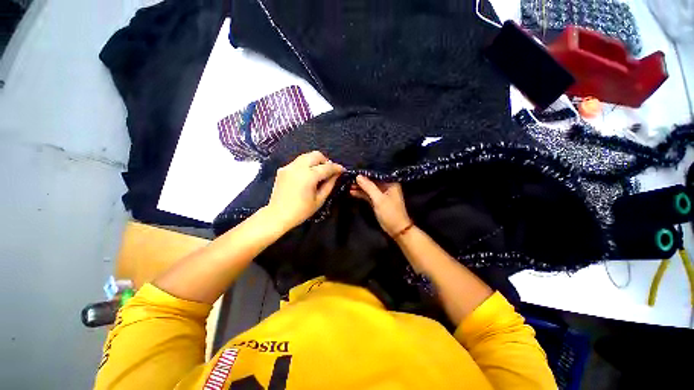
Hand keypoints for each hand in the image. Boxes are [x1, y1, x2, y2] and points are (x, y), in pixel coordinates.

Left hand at [266, 151, 344, 230]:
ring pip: (306, 156)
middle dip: (326, 161)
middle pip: (316, 155)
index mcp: (309, 176)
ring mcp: (289, 166)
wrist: (278, 215)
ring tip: (319, 172)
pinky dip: (306, 165)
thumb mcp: (319, 199)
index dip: (336, 168)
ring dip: (316, 161)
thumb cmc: (301, 211)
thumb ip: (330, 184)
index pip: (327, 167)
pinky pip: (298, 162)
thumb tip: (336, 174)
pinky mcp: (283, 169)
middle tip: (330, 171)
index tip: (342, 170)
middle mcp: (298, 167)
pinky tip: (307, 176)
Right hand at [350, 175, 412, 236]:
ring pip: (369, 188)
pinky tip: (352, 192)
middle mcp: (386, 186)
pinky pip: (368, 195)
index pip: (376, 174)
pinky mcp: (377, 201)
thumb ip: (368, 187)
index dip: (365, 172)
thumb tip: (358, 176)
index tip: (354, 171)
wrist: (396, 229)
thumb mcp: (379, 199)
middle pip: (371, 180)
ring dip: (359, 187)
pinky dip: (361, 194)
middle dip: (361, 180)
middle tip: (348, 178)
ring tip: (348, 185)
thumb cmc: (390, 212)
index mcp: (390, 183)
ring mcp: (381, 194)